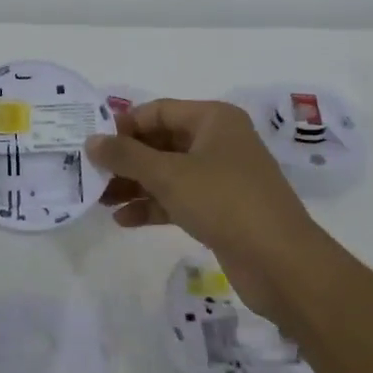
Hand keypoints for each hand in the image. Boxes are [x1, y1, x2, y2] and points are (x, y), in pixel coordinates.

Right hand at [87, 99, 327, 323]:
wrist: (281, 262)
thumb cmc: (224, 202)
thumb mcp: (169, 174)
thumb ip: (126, 156)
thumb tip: (91, 141)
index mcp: (213, 119)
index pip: (159, 111)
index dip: (125, 125)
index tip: (93, 145)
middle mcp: (219, 141)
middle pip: (162, 142)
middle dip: (127, 159)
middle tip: (91, 175)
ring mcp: (222, 176)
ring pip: (169, 173)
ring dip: (135, 184)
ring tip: (100, 201)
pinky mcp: (221, 209)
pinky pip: (179, 199)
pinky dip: (153, 206)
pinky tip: (123, 220)